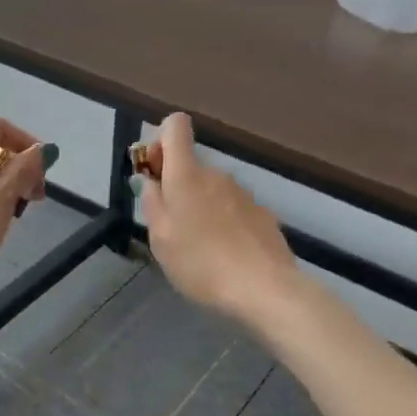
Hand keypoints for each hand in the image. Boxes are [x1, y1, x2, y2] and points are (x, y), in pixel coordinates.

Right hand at [140, 113, 298, 327]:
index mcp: (187, 175)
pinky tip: (226, 257)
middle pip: (191, 166)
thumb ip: (152, 202)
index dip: (161, 141)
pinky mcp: (263, 215)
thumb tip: (151, 180)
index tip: (155, 173)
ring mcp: (244, 194)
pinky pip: (233, 210)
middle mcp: (217, 174)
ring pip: (212, 191)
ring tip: (200, 250)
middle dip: (178, 188)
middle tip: (172, 229)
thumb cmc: (201, 262)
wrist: (265, 289)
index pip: (176, 126)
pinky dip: (225, 225)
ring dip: (201, 209)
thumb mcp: (161, 238)